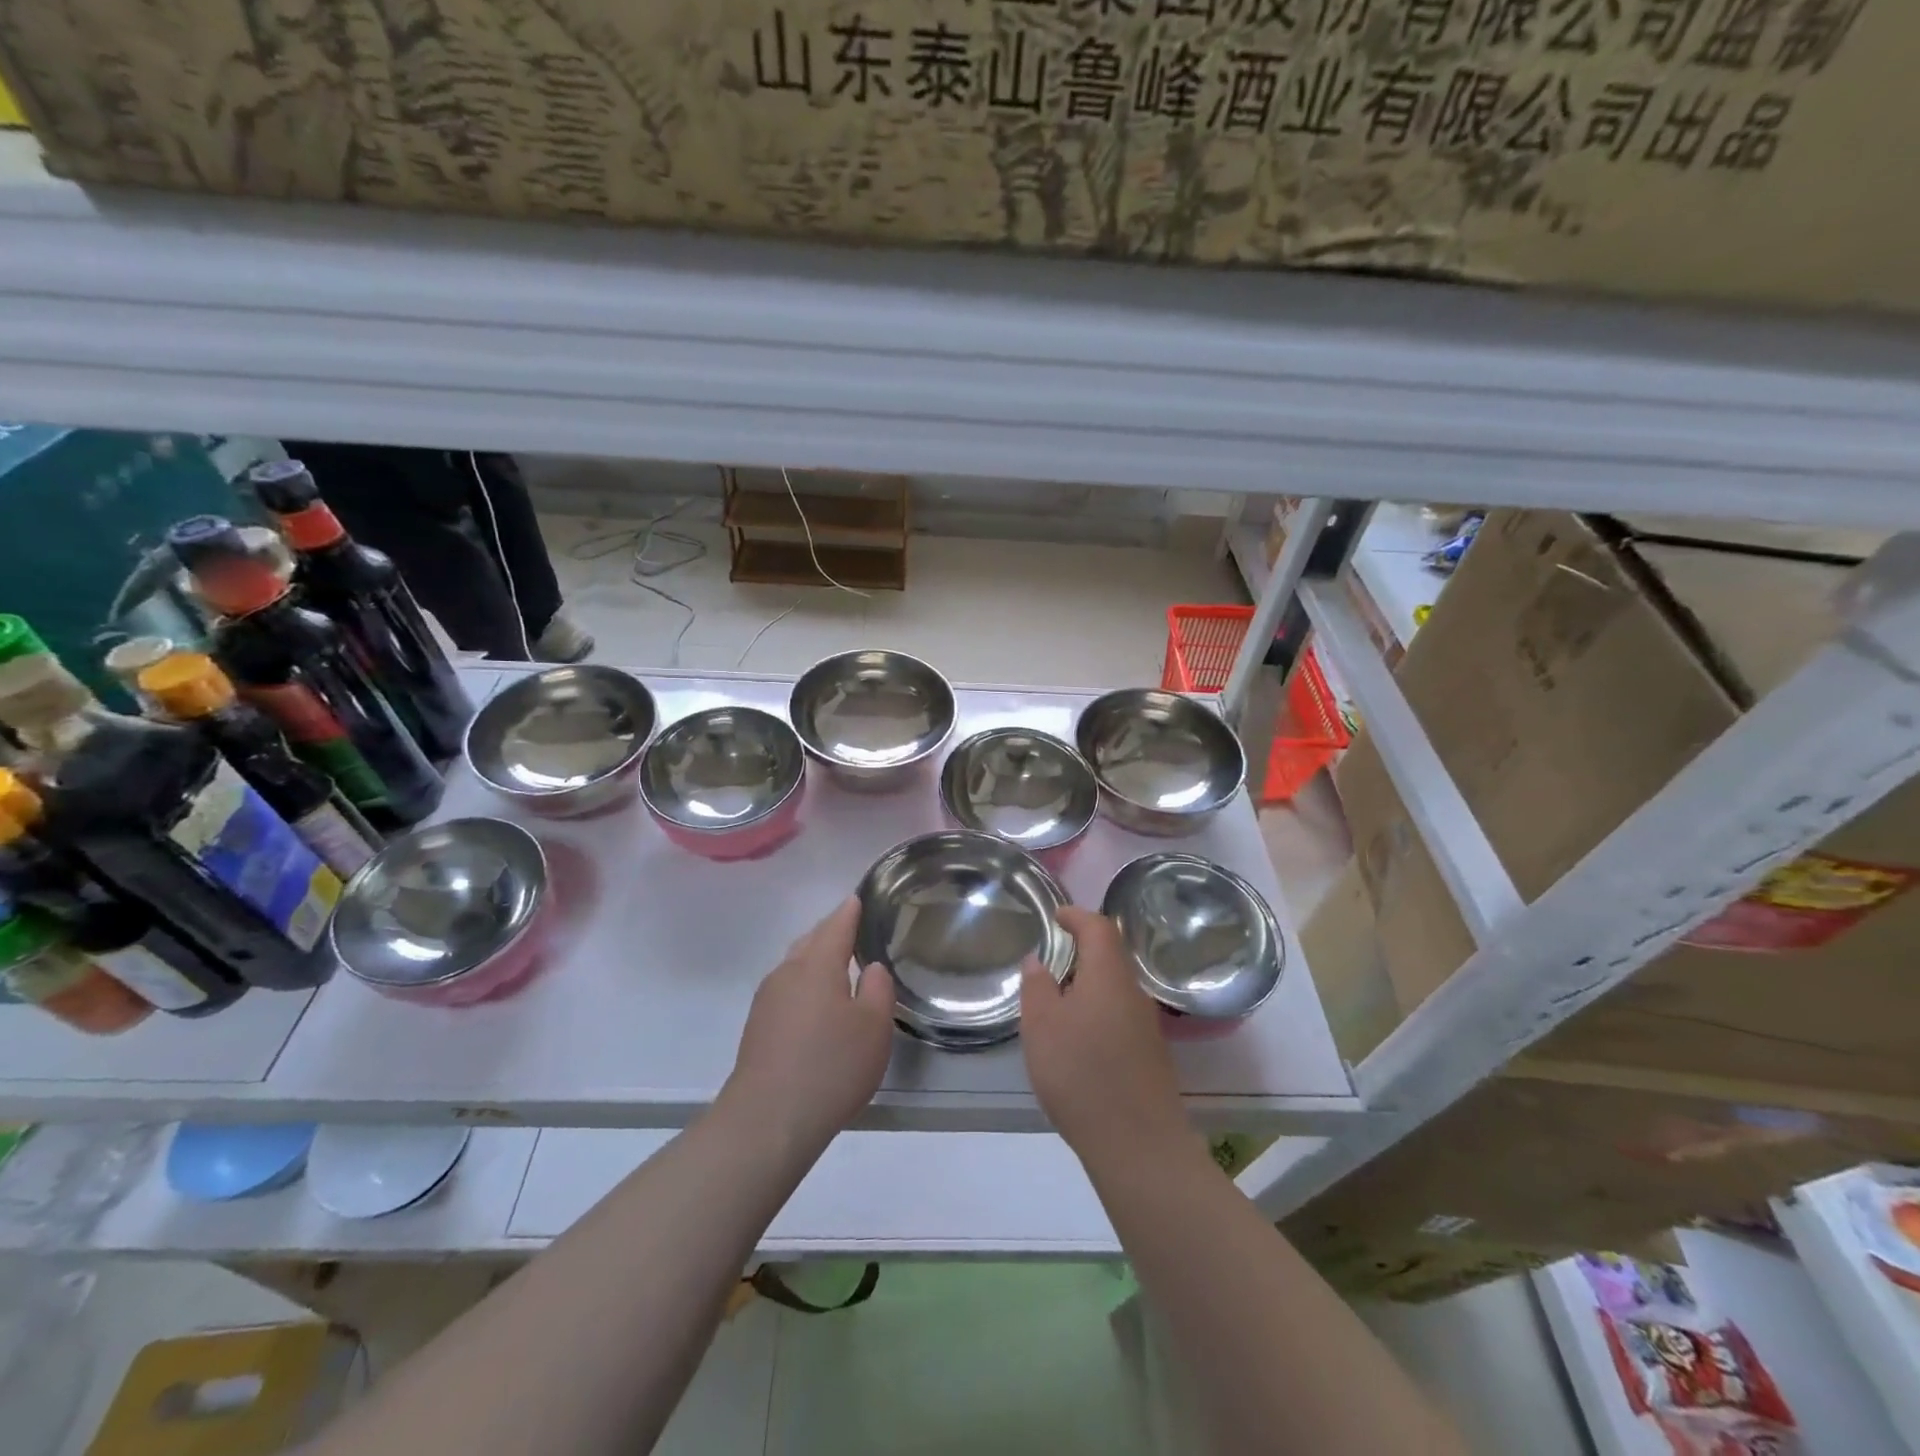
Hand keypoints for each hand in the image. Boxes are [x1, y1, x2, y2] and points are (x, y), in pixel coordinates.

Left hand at [722, 898, 894, 1154]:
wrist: (768, 1119)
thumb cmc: (831, 1066)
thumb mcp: (873, 1027)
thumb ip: (877, 990)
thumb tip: (870, 968)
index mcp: (817, 964)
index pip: (836, 925)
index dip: (850, 911)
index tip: (858, 898)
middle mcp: (787, 972)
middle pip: (811, 940)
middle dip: (830, 931)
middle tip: (852, 928)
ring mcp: (767, 999)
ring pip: (795, 964)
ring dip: (815, 958)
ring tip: (837, 964)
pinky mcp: (758, 1026)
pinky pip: (786, 989)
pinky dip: (804, 983)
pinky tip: (815, 1003)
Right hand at [1020, 906, 1188, 1162]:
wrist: (1139, 1146)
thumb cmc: (1081, 1074)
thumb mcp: (1042, 1026)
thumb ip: (1038, 987)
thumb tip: (1038, 961)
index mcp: (1109, 976)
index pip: (1099, 928)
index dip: (1077, 916)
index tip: (1057, 916)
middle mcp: (1134, 993)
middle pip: (1111, 957)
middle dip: (1082, 951)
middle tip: (1051, 958)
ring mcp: (1147, 1026)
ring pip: (1116, 989)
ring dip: (1089, 984)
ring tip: (1058, 999)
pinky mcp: (1150, 1055)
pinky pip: (1120, 1016)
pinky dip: (1098, 1011)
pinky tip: (1079, 1038)